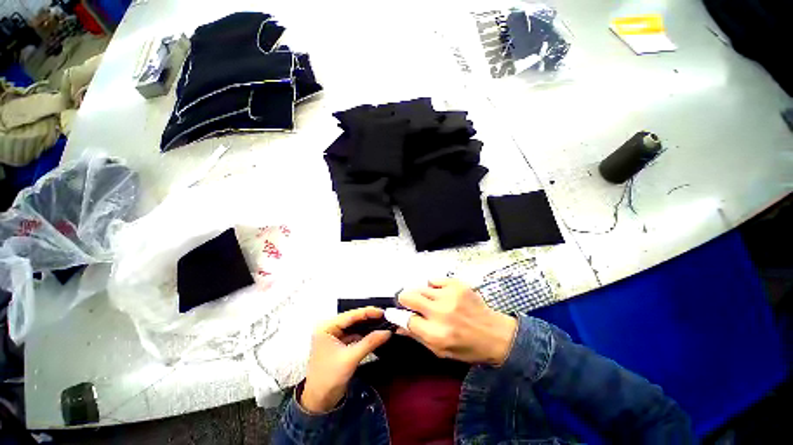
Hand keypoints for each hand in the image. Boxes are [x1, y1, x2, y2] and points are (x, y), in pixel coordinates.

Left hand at [301, 307, 391, 412]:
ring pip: (353, 327)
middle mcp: (328, 328)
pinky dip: (363, 335)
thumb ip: (370, 342)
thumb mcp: (351, 358)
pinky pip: (353, 335)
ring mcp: (333, 336)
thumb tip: (387, 332)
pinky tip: (374, 334)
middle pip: (352, 319)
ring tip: (382, 323)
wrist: (319, 402)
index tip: (382, 312)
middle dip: (368, 319)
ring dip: (367, 326)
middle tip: (384, 317)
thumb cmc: (329, 378)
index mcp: (326, 327)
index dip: (367, 312)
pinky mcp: (338, 344)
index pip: (350, 315)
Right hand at [397, 278, 516, 365]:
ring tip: (430, 302)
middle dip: (404, 300)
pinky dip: (433, 288)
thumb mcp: (440, 351)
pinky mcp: (457, 284)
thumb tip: (397, 326)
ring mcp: (449, 295)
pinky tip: (441, 295)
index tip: (393, 312)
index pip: (406, 319)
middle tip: (410, 304)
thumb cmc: (467, 347)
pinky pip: (434, 280)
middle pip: (408, 296)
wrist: (495, 334)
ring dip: (420, 295)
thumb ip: (416, 336)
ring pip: (420, 287)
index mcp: (436, 333)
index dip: (397, 316)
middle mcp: (440, 312)